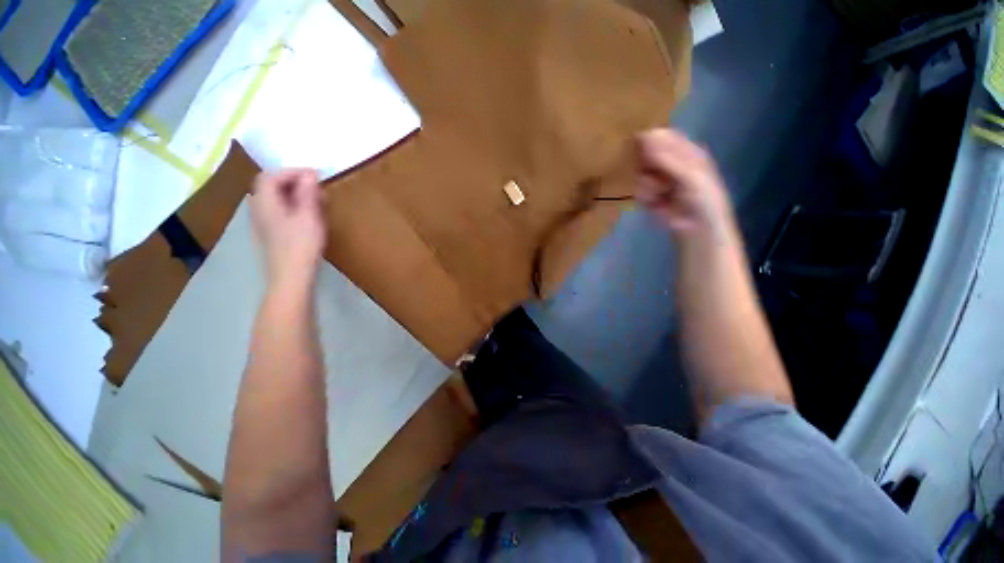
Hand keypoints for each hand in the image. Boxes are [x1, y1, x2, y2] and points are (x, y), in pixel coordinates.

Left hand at [250, 169, 326, 286]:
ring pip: (276, 199)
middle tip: (316, 187)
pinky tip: (308, 216)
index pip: (271, 175)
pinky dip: (293, 206)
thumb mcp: (308, 216)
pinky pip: (279, 210)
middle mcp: (259, 208)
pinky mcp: (271, 233)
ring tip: (316, 200)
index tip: (315, 175)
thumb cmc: (301, 245)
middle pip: (270, 185)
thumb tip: (309, 174)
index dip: (292, 171)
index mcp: (265, 202)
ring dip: (295, 194)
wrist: (291, 276)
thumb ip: (308, 193)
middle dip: (294, 182)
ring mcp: (263, 222)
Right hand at [635, 129, 731, 235]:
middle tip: (653, 174)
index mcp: (685, 151)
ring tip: (660, 192)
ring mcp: (657, 179)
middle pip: (647, 155)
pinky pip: (638, 190)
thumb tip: (644, 137)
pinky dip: (645, 196)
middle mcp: (669, 162)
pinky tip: (655, 202)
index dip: (651, 138)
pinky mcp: (647, 195)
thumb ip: (667, 158)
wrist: (696, 227)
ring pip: (640, 173)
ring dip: (648, 183)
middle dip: (646, 164)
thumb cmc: (702, 197)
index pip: (663, 136)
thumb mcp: (690, 174)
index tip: (638, 143)